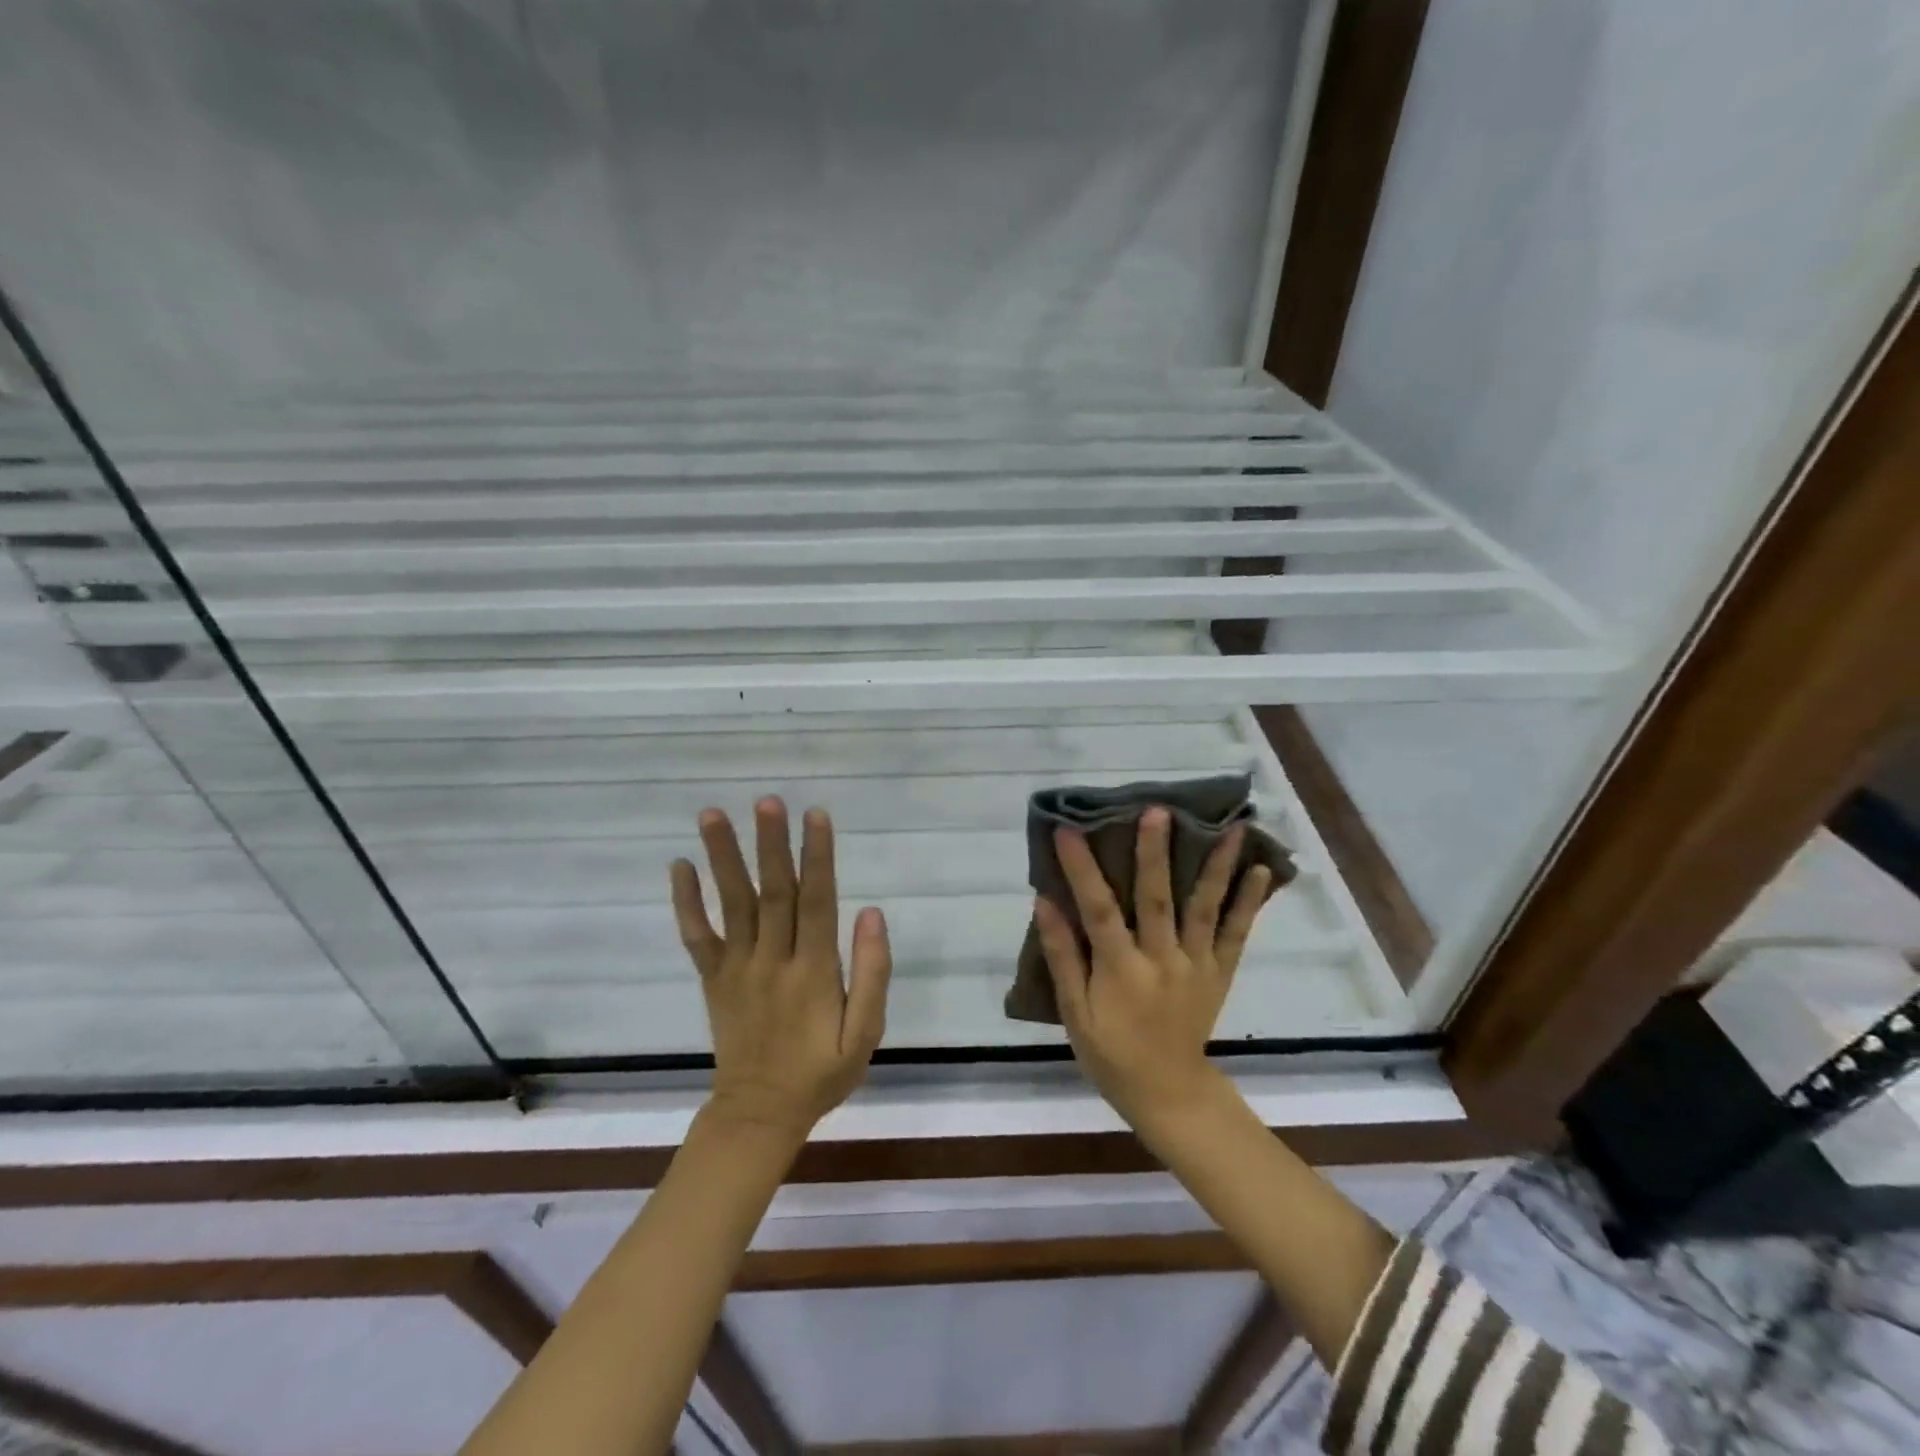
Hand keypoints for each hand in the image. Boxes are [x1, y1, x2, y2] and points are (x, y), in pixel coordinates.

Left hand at [670, 798, 891, 1140]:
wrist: (758, 1116)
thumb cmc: (820, 1073)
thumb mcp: (864, 1035)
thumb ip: (872, 974)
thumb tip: (872, 914)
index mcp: (813, 971)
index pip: (817, 901)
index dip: (817, 856)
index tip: (816, 814)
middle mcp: (772, 960)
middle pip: (772, 892)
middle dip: (770, 843)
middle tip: (766, 800)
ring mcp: (737, 968)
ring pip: (731, 904)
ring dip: (722, 857)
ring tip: (713, 815)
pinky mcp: (713, 979)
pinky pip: (697, 937)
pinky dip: (685, 902)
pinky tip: (678, 867)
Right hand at [1034, 808, 1273, 1137]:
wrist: (1169, 1092)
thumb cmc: (1111, 1053)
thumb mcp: (1075, 1014)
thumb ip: (1063, 957)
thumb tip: (1046, 903)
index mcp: (1121, 971)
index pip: (1097, 911)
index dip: (1082, 870)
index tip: (1068, 831)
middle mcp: (1162, 960)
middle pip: (1157, 899)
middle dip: (1155, 853)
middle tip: (1158, 811)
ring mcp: (1197, 964)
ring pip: (1205, 908)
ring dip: (1217, 866)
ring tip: (1231, 828)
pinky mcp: (1220, 972)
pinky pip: (1237, 934)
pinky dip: (1249, 903)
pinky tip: (1260, 872)